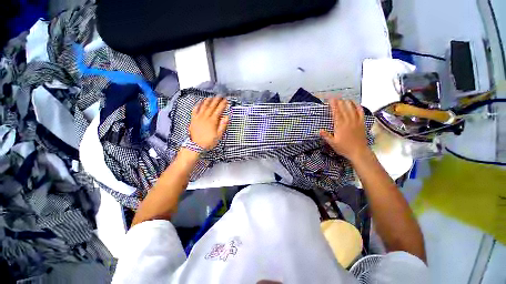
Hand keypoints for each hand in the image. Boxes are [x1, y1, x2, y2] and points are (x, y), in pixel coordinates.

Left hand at [189, 97, 228, 149]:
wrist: (196, 145)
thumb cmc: (208, 141)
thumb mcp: (218, 135)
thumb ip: (223, 125)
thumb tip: (227, 117)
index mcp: (213, 121)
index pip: (219, 110)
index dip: (223, 104)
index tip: (226, 100)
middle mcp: (205, 117)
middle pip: (212, 106)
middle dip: (216, 100)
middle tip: (220, 96)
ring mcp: (198, 117)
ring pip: (204, 106)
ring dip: (208, 100)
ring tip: (211, 97)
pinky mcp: (193, 119)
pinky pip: (195, 109)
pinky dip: (198, 105)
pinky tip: (200, 102)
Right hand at [320, 98, 369, 161]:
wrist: (359, 152)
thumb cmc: (344, 148)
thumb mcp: (332, 143)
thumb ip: (326, 136)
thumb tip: (319, 130)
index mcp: (340, 125)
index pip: (336, 112)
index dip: (333, 104)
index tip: (330, 99)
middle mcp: (348, 121)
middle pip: (343, 108)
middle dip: (338, 101)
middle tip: (334, 97)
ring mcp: (356, 121)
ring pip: (352, 108)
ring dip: (346, 102)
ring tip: (342, 99)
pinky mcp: (362, 122)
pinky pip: (360, 112)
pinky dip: (357, 106)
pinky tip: (355, 103)